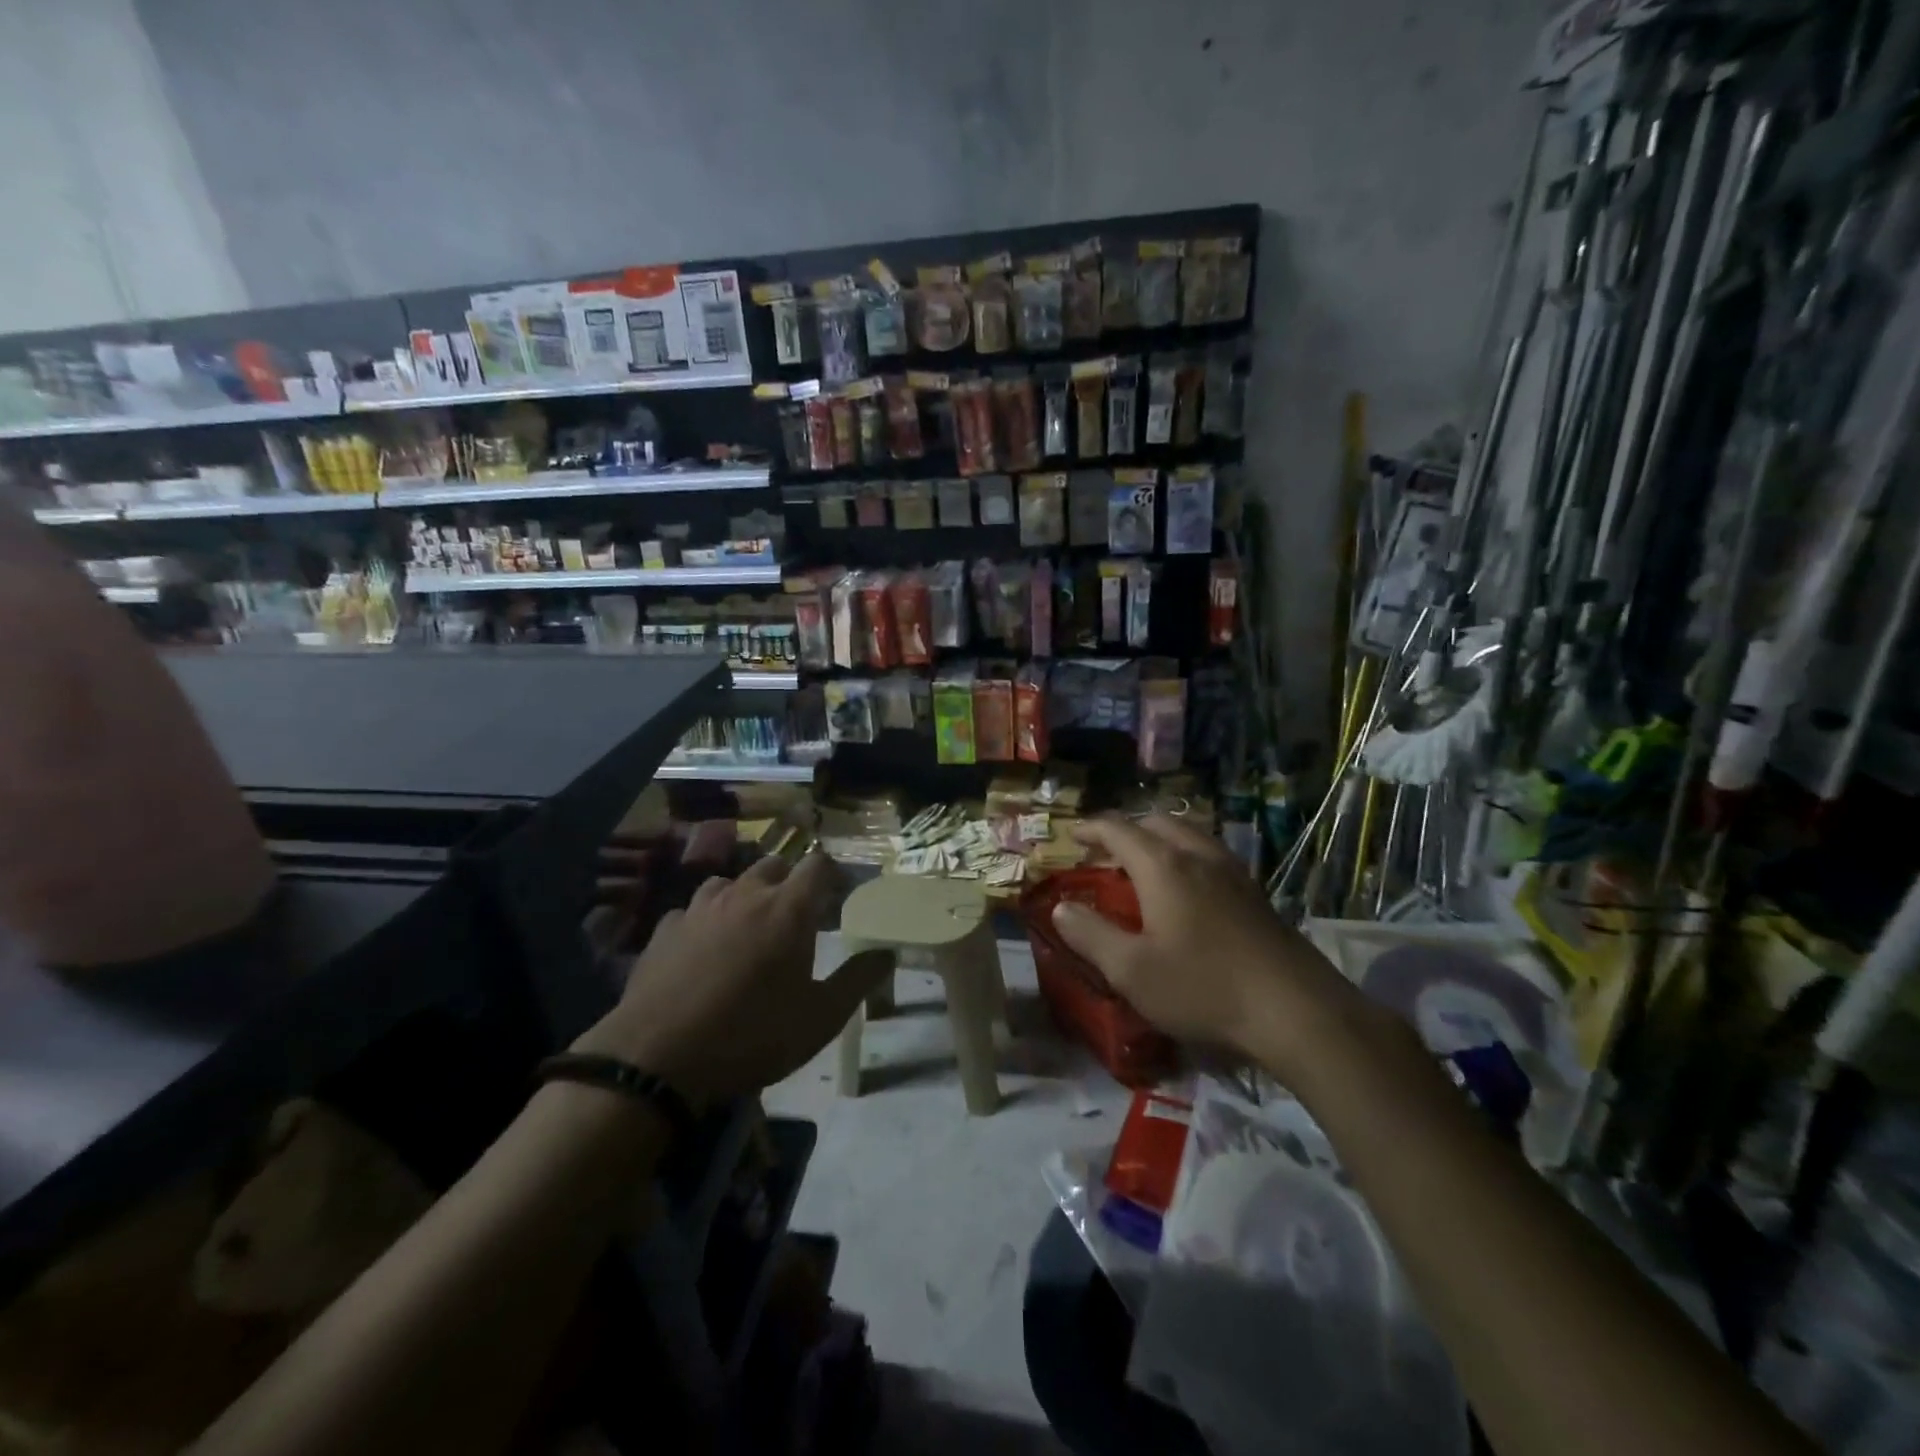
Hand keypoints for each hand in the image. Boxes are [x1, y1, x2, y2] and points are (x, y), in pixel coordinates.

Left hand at [573, 851, 891, 1102]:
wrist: (657, 1059)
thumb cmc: (753, 1036)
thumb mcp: (820, 1018)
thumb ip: (858, 980)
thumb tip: (887, 953)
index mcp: (789, 909)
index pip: (818, 864)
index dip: (831, 873)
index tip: (837, 894)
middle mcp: (746, 894)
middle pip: (774, 865)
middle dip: (789, 882)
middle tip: (795, 917)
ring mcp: (700, 908)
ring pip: (729, 882)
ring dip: (745, 895)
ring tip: (747, 928)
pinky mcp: (664, 929)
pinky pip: (692, 910)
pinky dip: (705, 920)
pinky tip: (702, 949)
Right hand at [1049, 815, 1358, 1076]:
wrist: (1296, 1010)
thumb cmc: (1204, 987)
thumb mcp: (1131, 971)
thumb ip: (1090, 934)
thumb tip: (1061, 907)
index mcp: (1163, 865)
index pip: (1117, 829)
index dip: (1090, 828)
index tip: (1071, 835)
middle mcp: (1197, 855)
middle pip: (1155, 823)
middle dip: (1125, 830)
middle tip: (1105, 854)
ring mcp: (1232, 871)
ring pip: (1188, 834)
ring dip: (1158, 839)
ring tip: (1143, 865)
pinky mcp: (1254, 892)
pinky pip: (1209, 854)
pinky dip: (1185, 855)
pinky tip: (1187, 888)